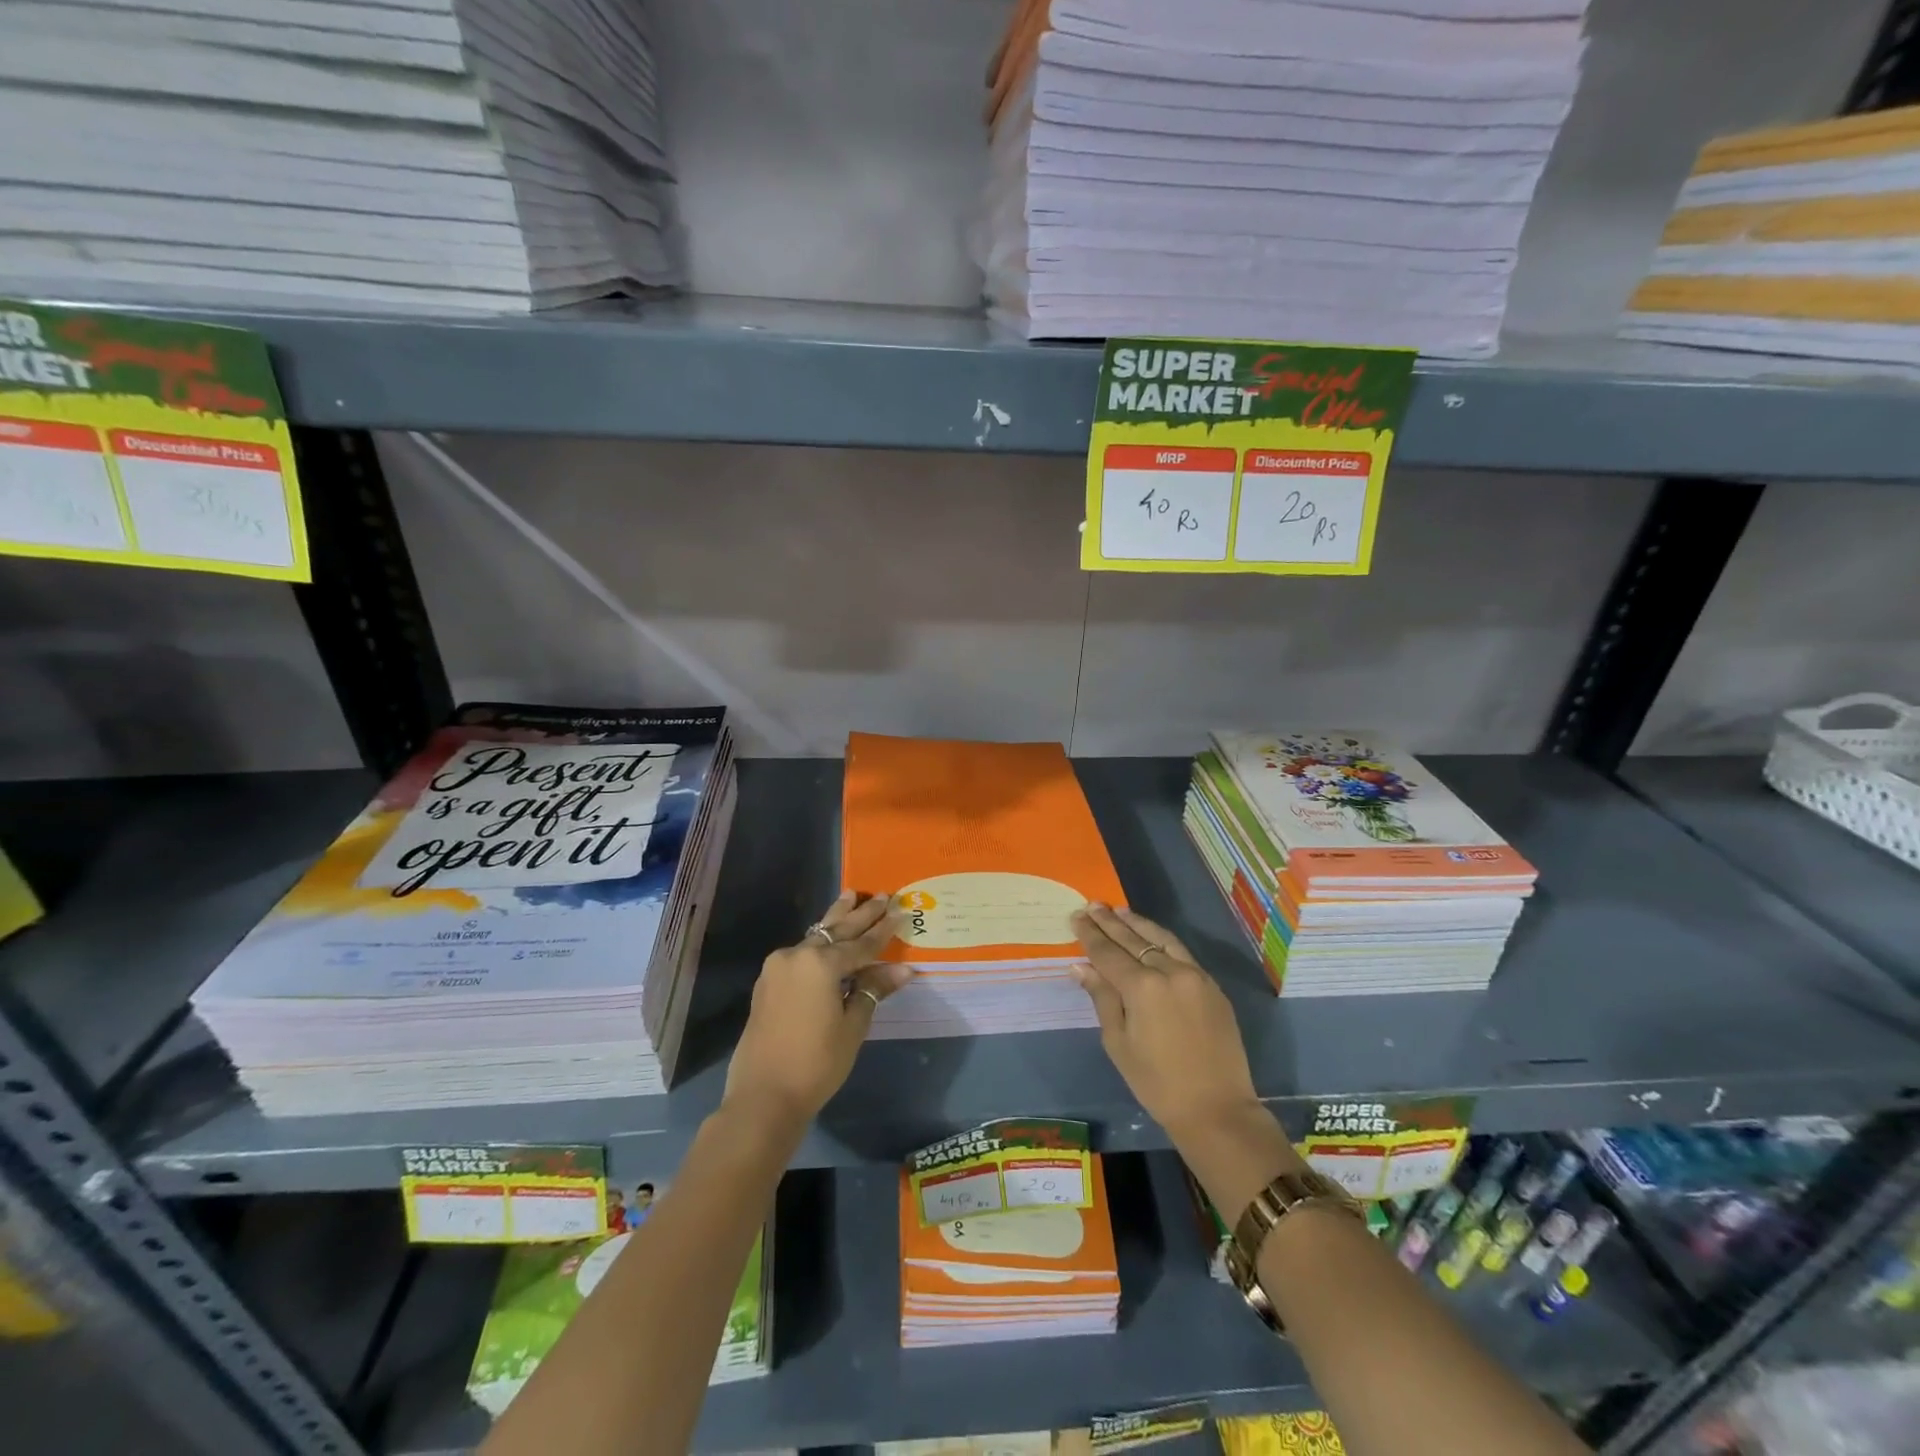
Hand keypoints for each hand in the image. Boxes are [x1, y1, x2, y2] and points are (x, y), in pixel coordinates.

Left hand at [723, 891, 912, 1128]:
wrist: (763, 1096)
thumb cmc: (816, 1063)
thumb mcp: (852, 1026)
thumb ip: (873, 990)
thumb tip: (903, 969)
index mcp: (821, 963)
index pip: (861, 944)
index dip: (882, 931)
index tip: (899, 911)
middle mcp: (797, 955)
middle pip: (836, 931)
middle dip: (860, 915)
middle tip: (881, 895)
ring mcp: (777, 967)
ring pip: (815, 937)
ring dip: (835, 919)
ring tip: (850, 895)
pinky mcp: (767, 982)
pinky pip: (800, 953)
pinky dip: (819, 942)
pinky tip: (828, 937)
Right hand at [1070, 903, 1262, 1140]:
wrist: (1217, 1109)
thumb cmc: (1157, 1083)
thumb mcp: (1119, 1044)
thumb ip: (1102, 998)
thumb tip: (1082, 966)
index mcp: (1142, 987)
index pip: (1108, 953)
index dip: (1090, 934)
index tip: (1076, 916)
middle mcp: (1170, 972)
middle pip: (1133, 940)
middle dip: (1110, 922)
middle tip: (1092, 905)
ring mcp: (1195, 976)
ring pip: (1161, 939)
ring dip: (1138, 924)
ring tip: (1119, 912)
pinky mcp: (1212, 986)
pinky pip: (1182, 953)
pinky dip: (1162, 940)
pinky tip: (1151, 936)